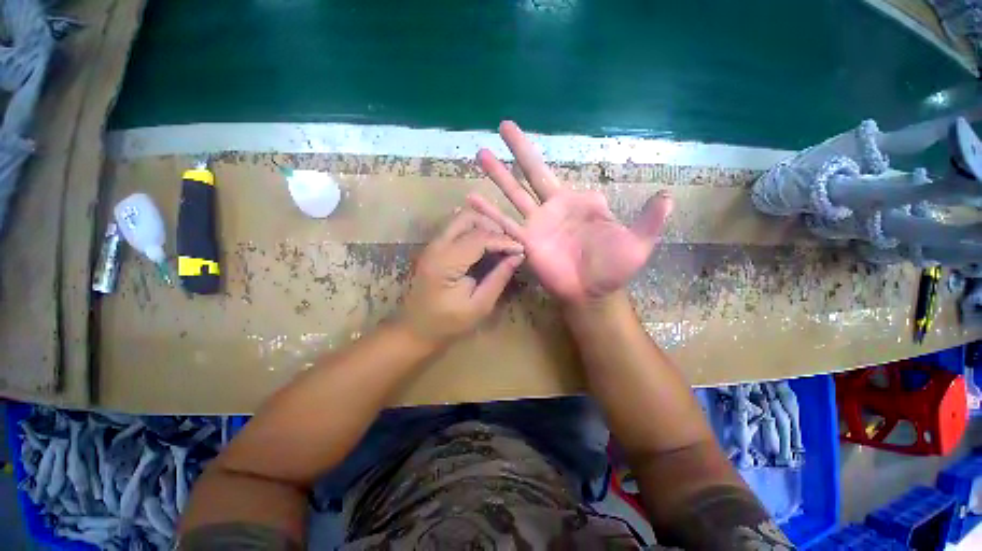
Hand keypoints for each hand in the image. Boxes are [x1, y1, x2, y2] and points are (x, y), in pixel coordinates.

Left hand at [401, 209, 524, 343]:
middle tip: (508, 244)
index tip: (520, 249)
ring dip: (482, 226)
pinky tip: (484, 246)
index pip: (479, 238)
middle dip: (492, 226)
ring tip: (499, 244)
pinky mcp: (433, 248)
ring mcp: (432, 245)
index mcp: (446, 262)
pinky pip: (455, 229)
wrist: (415, 330)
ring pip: (460, 219)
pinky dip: (473, 231)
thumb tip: (517, 256)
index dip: (503, 240)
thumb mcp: (479, 305)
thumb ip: (498, 278)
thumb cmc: (448, 323)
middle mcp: (436, 247)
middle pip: (467, 218)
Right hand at [468, 121, 673, 303]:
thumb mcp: (638, 244)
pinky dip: (489, 212)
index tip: (537, 142)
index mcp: (577, 202)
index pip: (559, 173)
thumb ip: (649, 220)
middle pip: (532, 172)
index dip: (548, 157)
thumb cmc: (614, 268)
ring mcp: (536, 224)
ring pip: (514, 194)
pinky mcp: (526, 242)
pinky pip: (505, 224)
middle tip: (501, 126)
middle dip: (518, 149)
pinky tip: (471, 200)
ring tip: (480, 154)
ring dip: (498, 174)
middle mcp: (552, 208)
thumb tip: (667, 195)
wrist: (592, 292)